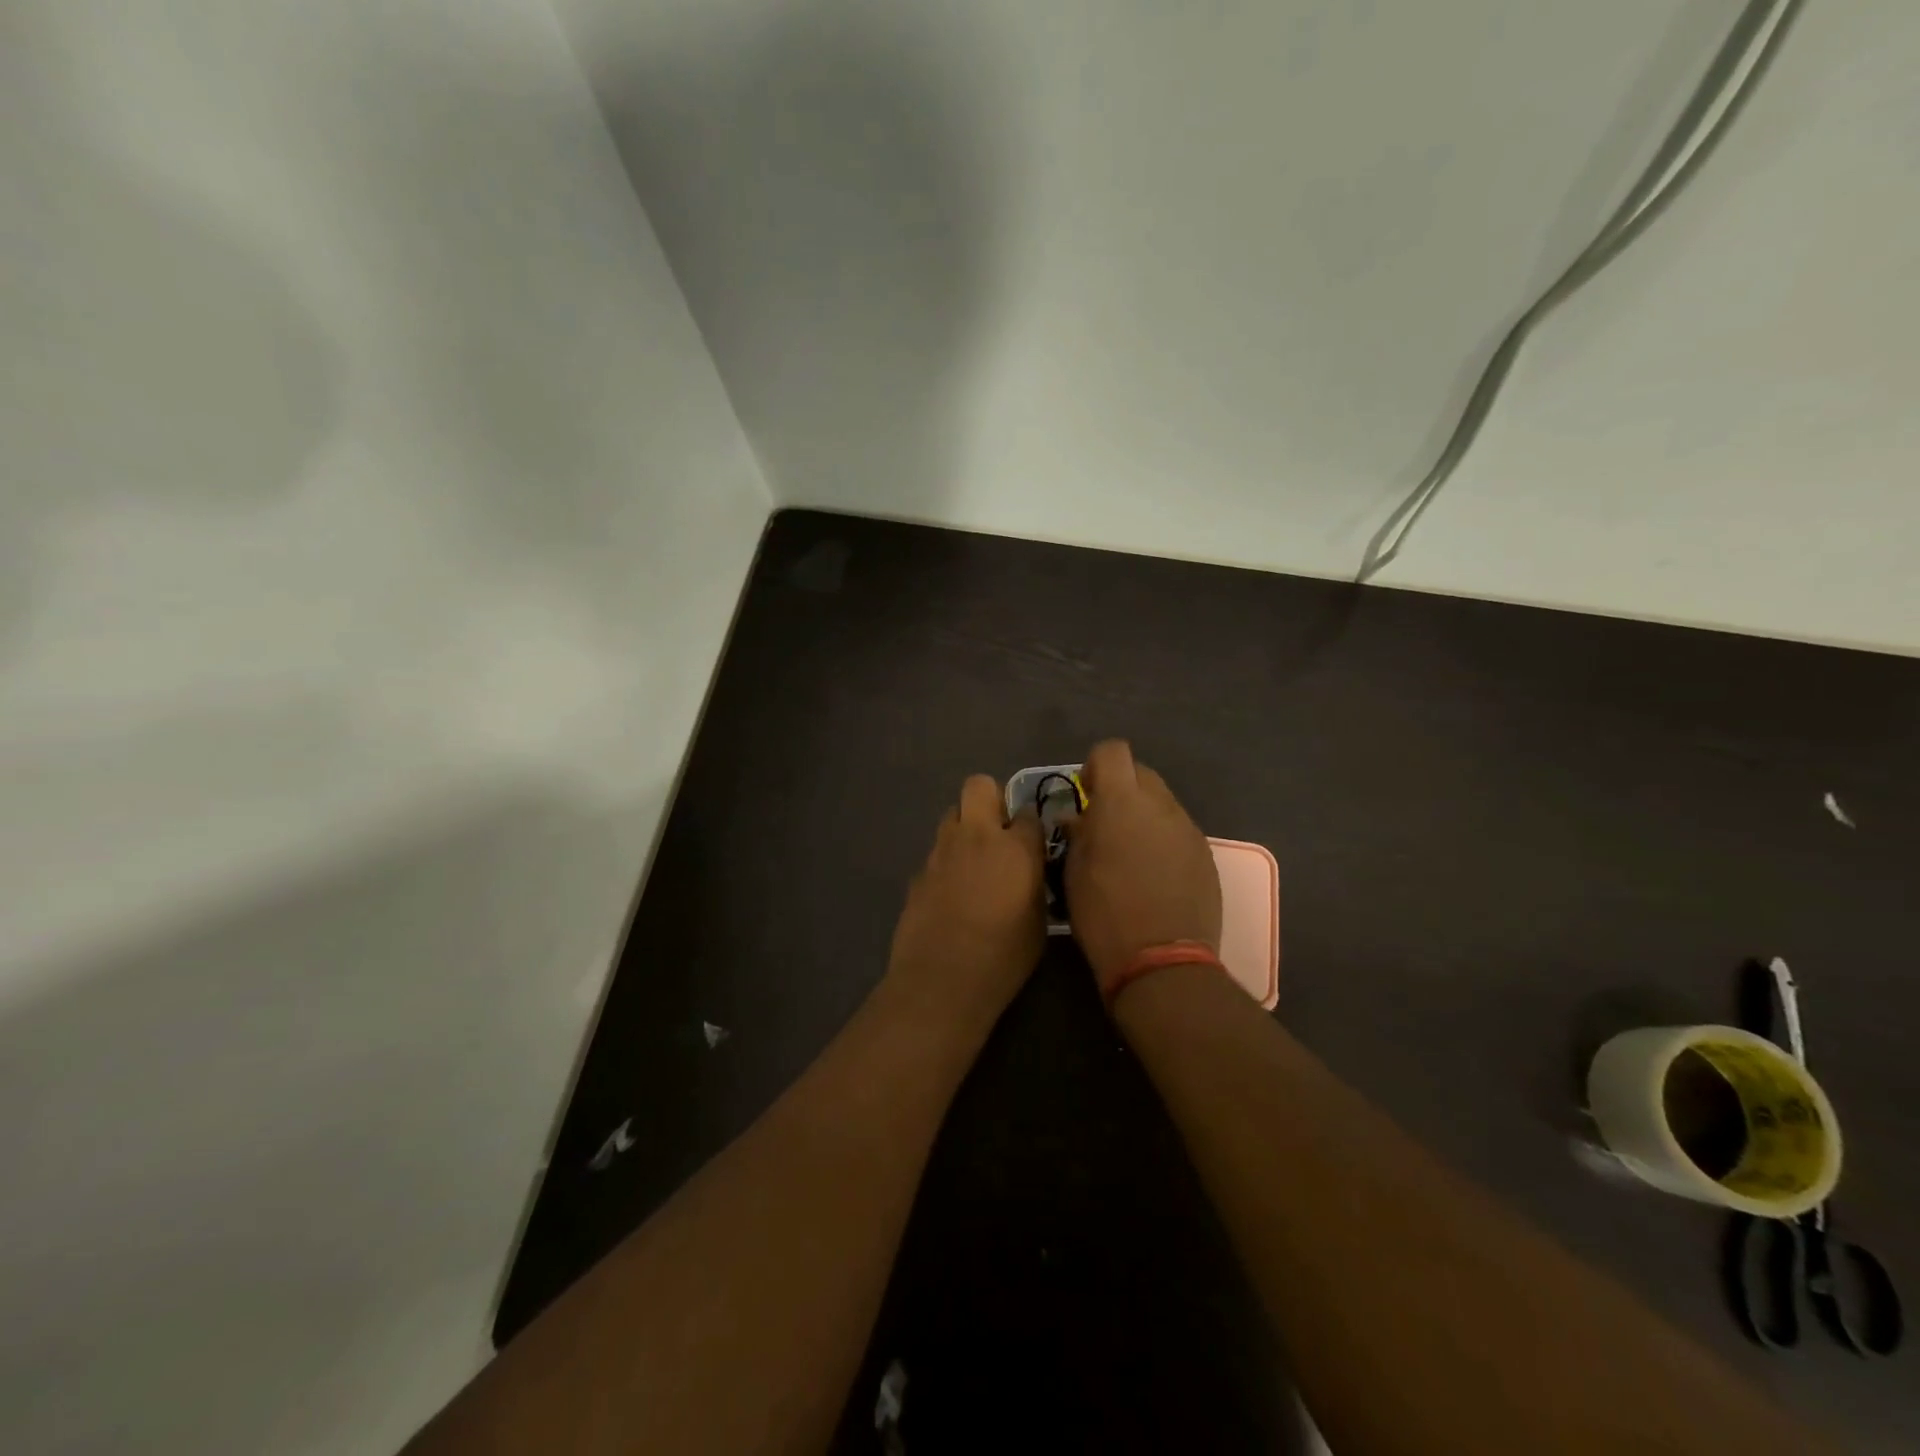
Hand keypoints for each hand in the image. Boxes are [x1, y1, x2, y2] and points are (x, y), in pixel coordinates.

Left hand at [885, 775, 1046, 1027]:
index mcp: (1016, 848)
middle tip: (998, 832)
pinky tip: (950, 893)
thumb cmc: (1004, 957)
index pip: (1029, 813)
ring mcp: (941, 850)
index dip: (1031, 827)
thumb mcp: (1038, 921)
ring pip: (951, 815)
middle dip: (990, 799)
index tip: (1032, 845)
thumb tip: (1029, 871)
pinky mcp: (918, 871)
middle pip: (979, 786)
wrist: (942, 979)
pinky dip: (946, 862)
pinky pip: (936, 852)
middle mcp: (976, 836)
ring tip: (972, 862)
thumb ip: (1034, 883)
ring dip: (964, 828)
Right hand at [1065, 740, 1221, 996]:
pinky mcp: (1206, 855)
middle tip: (1105, 824)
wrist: (1162, 961)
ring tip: (1130, 854)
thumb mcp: (1073, 872)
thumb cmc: (1104, 913)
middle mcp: (1160, 805)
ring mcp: (1188, 829)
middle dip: (1121, 788)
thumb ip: (1078, 833)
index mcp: (1121, 802)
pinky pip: (1178, 832)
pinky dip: (1163, 840)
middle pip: (1141, 773)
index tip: (1086, 794)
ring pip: (1162, 803)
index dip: (1096, 766)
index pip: (1112, 751)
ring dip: (1143, 816)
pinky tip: (1154, 875)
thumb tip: (1079, 818)